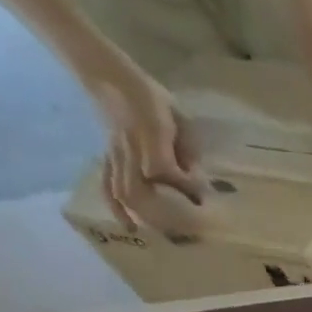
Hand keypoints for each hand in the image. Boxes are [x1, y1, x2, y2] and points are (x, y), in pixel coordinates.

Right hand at [84, 59, 205, 232]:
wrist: (110, 76)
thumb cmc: (152, 98)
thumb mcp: (180, 120)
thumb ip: (189, 149)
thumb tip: (198, 181)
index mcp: (149, 135)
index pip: (165, 170)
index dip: (185, 187)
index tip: (205, 199)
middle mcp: (129, 149)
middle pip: (139, 190)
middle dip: (164, 213)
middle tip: (189, 229)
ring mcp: (115, 154)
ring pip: (124, 192)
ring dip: (144, 216)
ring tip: (164, 235)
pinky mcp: (107, 157)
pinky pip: (106, 184)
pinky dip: (116, 207)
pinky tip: (128, 226)